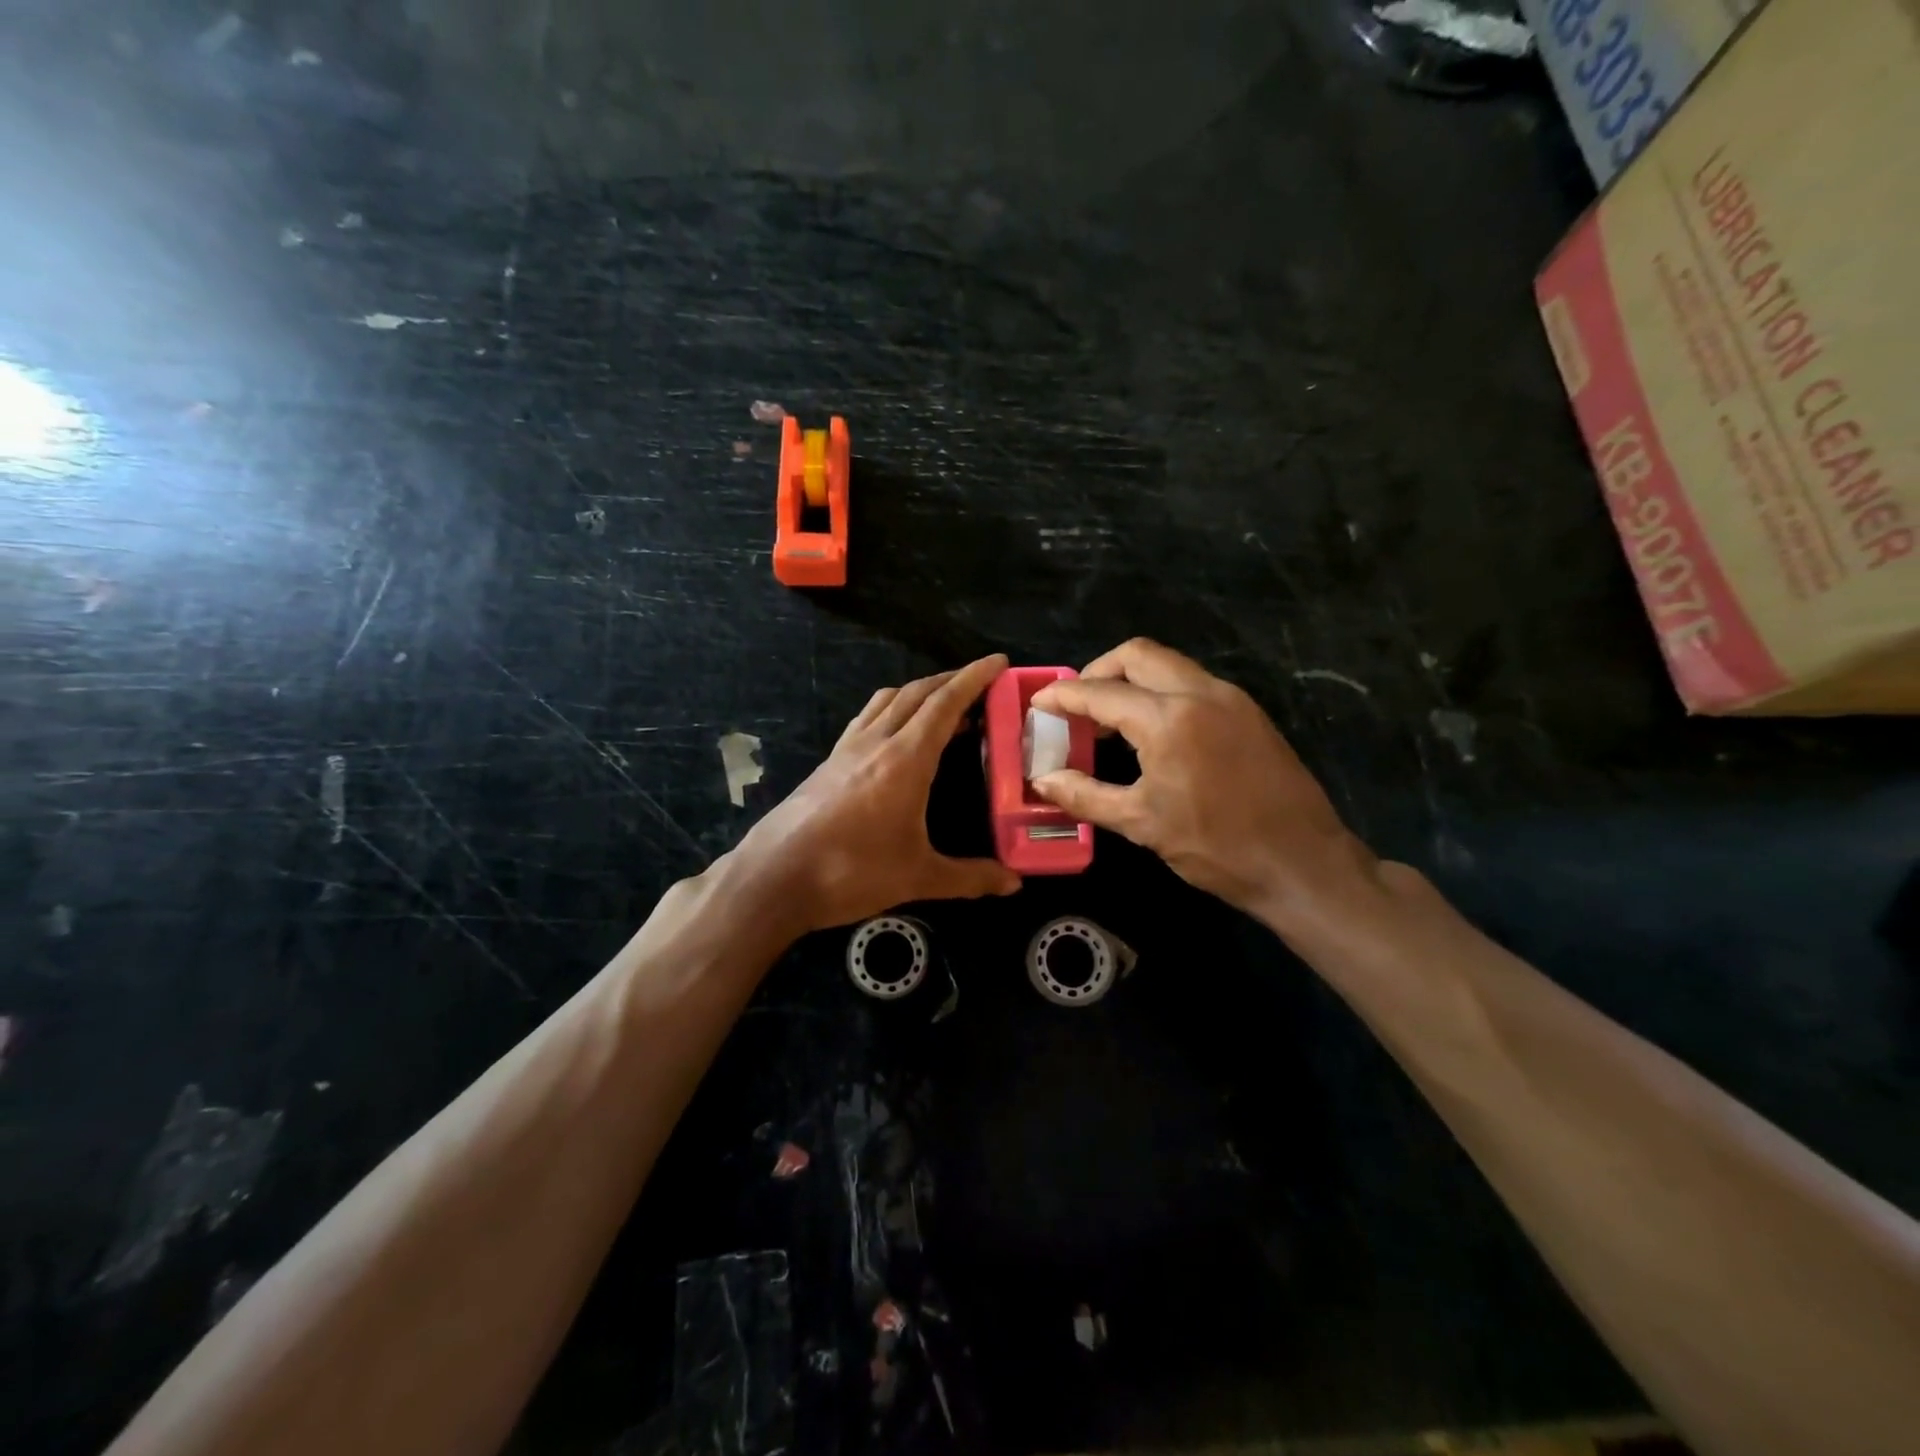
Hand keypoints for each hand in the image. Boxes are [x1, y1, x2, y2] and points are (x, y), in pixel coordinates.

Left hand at [733, 654, 1021, 934]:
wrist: (774, 877)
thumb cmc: (851, 872)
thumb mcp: (918, 877)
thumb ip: (970, 877)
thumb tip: (1014, 884)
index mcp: (905, 759)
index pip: (945, 704)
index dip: (973, 678)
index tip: (998, 661)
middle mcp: (876, 742)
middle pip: (917, 694)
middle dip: (951, 680)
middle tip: (980, 682)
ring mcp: (847, 748)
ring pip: (888, 701)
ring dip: (919, 692)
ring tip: (942, 702)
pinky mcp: (828, 762)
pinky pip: (867, 718)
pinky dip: (891, 709)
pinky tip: (895, 731)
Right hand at [1030, 639, 1374, 918]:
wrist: (1303, 864)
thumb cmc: (1217, 847)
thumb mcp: (1142, 823)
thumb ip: (1086, 795)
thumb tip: (1044, 781)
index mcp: (1169, 719)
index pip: (1101, 692)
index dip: (1063, 696)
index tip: (1038, 702)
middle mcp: (1200, 693)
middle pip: (1137, 655)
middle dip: (1099, 671)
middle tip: (1077, 705)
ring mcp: (1230, 698)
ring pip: (1168, 664)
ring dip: (1132, 679)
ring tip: (1109, 719)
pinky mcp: (1248, 712)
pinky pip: (1192, 682)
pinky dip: (1161, 692)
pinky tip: (1151, 731)